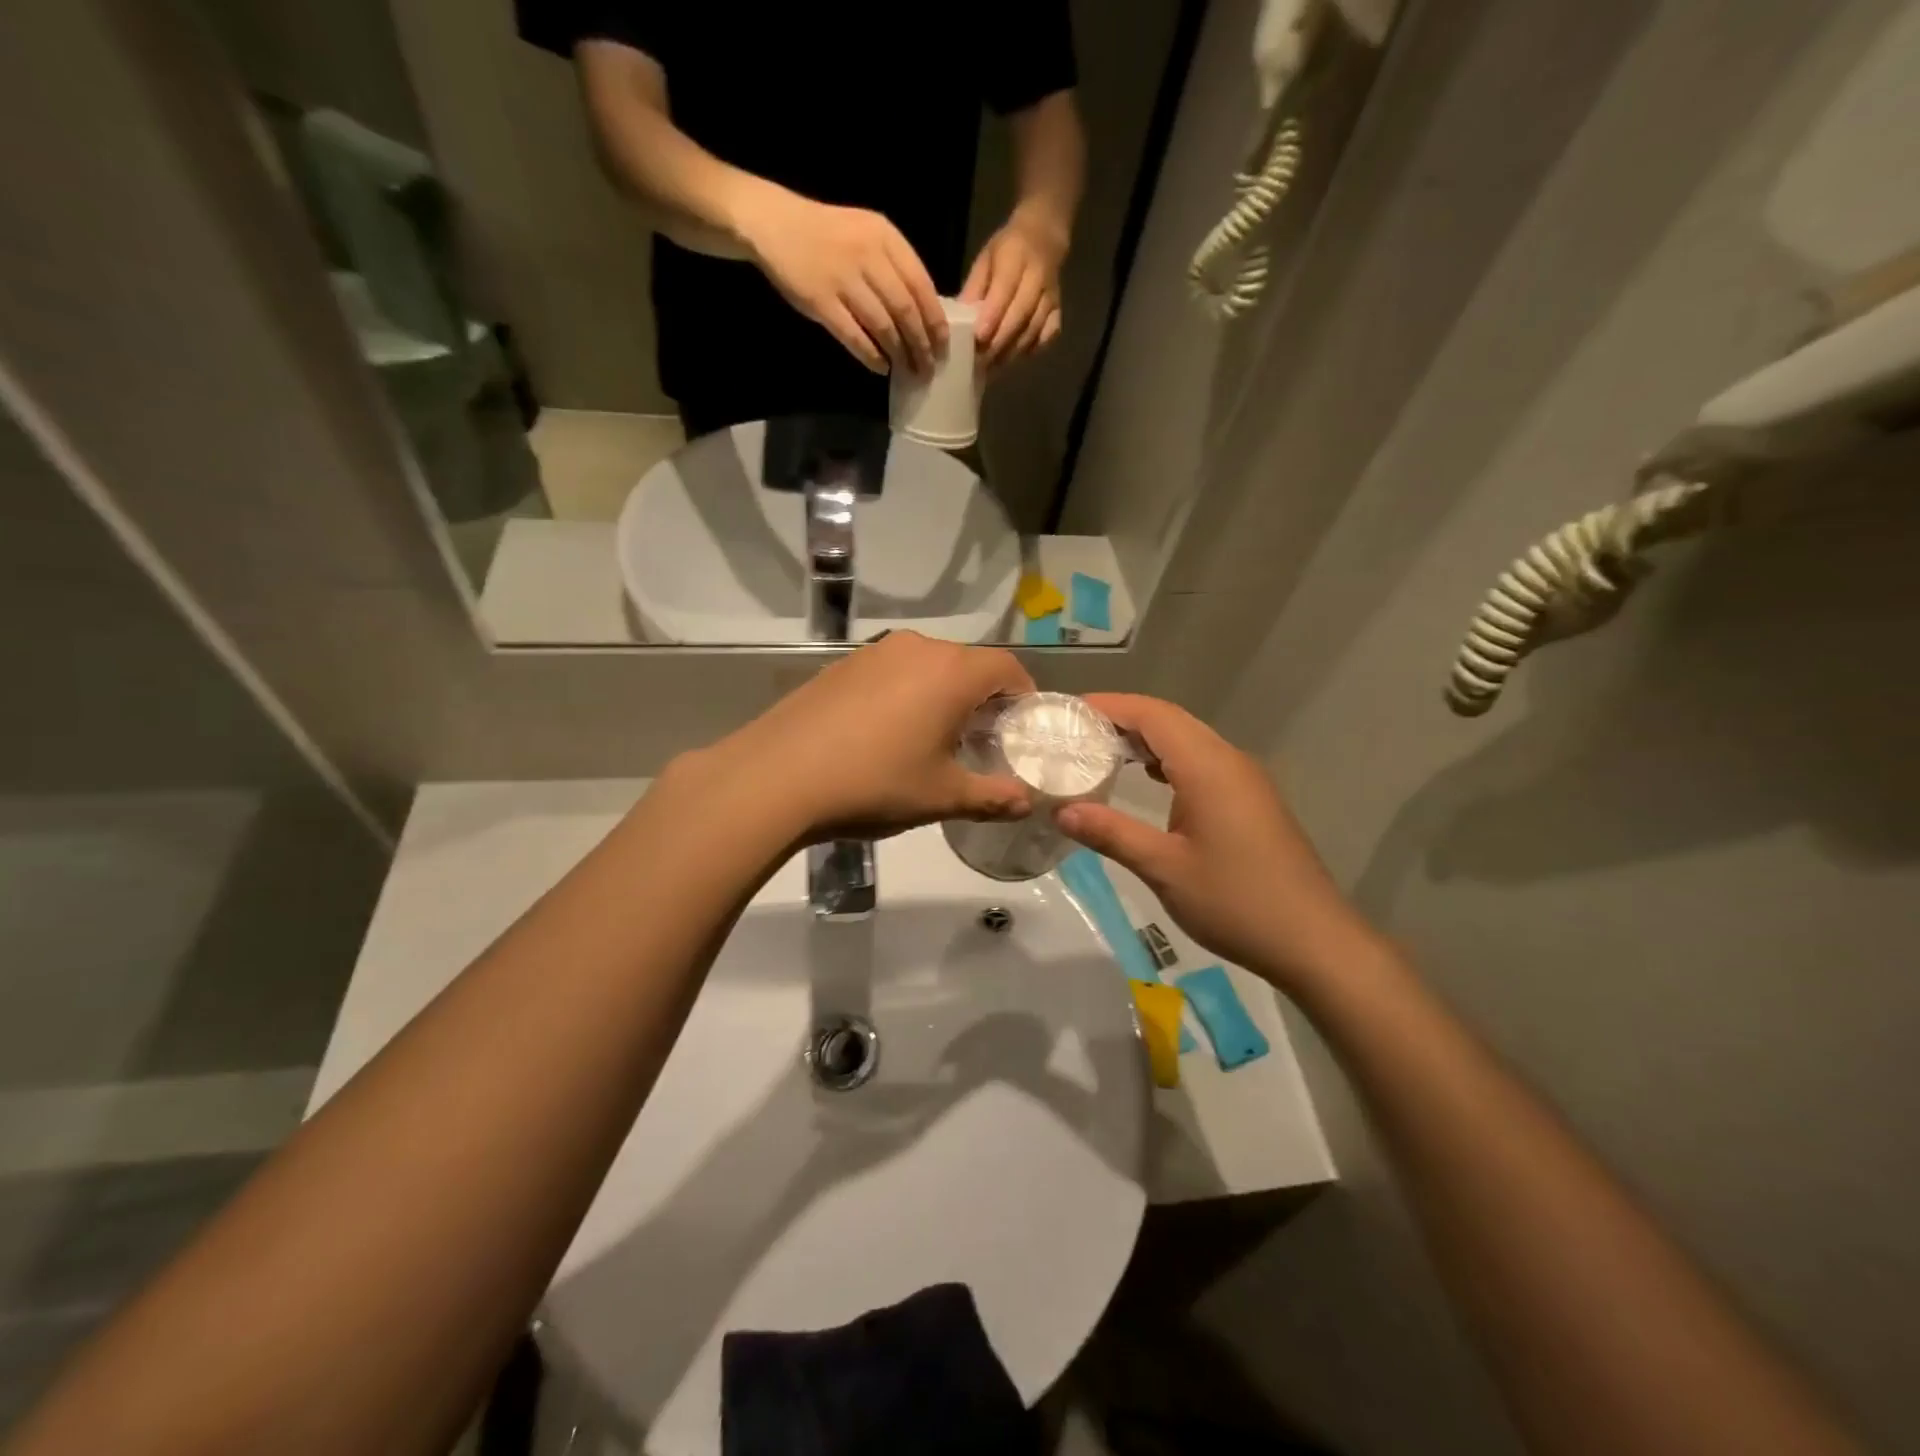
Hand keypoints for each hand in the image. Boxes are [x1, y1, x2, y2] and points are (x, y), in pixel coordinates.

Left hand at [695, 632, 1036, 843]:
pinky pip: (892, 672)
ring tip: (933, 739)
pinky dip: (906, 693)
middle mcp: (917, 649)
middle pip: (968, 663)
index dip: (1023, 695)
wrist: (777, 776)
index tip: (1021, 728)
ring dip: (942, 694)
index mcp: (952, 672)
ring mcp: (875, 653)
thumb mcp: (942, 797)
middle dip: (983, 698)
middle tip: (981, 741)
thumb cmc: (874, 783)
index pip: (1007, 667)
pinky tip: (886, 733)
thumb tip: (1026, 803)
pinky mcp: (842, 665)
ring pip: (928, 666)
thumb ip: (992, 797)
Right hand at [736, 188, 947, 374]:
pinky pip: (854, 336)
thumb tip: (923, 314)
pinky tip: (881, 367)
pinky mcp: (821, 301)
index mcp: (886, 238)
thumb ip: (895, 268)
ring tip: (909, 372)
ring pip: (883, 326)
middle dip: (921, 345)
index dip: (935, 321)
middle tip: (929, 368)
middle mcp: (867, 256)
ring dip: (900, 354)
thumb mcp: (868, 236)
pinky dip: (871, 356)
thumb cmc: (829, 236)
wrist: (776, 224)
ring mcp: (843, 279)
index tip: (944, 346)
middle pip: (906, 311)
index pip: (922, 286)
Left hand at [962, 212, 1066, 369]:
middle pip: (1020, 314)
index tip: (978, 339)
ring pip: (1033, 328)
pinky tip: (1017, 356)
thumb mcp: (985, 261)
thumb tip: (957, 322)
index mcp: (1016, 257)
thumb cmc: (1007, 251)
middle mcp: (1038, 277)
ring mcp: (1051, 296)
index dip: (992, 317)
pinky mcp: (1058, 310)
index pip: (1005, 290)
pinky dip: (1033, 348)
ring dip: (1013, 351)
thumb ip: (974, 290)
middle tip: (981, 361)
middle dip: (1000, 341)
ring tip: (993, 366)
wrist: (1044, 237)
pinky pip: (1049, 335)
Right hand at [1056, 694, 1377, 991]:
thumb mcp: (1164, 868)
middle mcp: (1228, 761)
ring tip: (1099, 750)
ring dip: (1145, 739)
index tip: (1067, 712)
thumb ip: (1111, 833)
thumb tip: (1061, 811)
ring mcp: (1244, 780)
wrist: (1313, 940)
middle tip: (1074, 731)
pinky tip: (1145, 778)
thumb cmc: (1236, 902)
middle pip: (1170, 721)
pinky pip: (1201, 762)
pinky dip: (1167, 760)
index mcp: (1208, 767)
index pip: (1153, 715)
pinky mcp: (1250, 801)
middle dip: (1122, 718)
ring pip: (1188, 740)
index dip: (1109, 706)